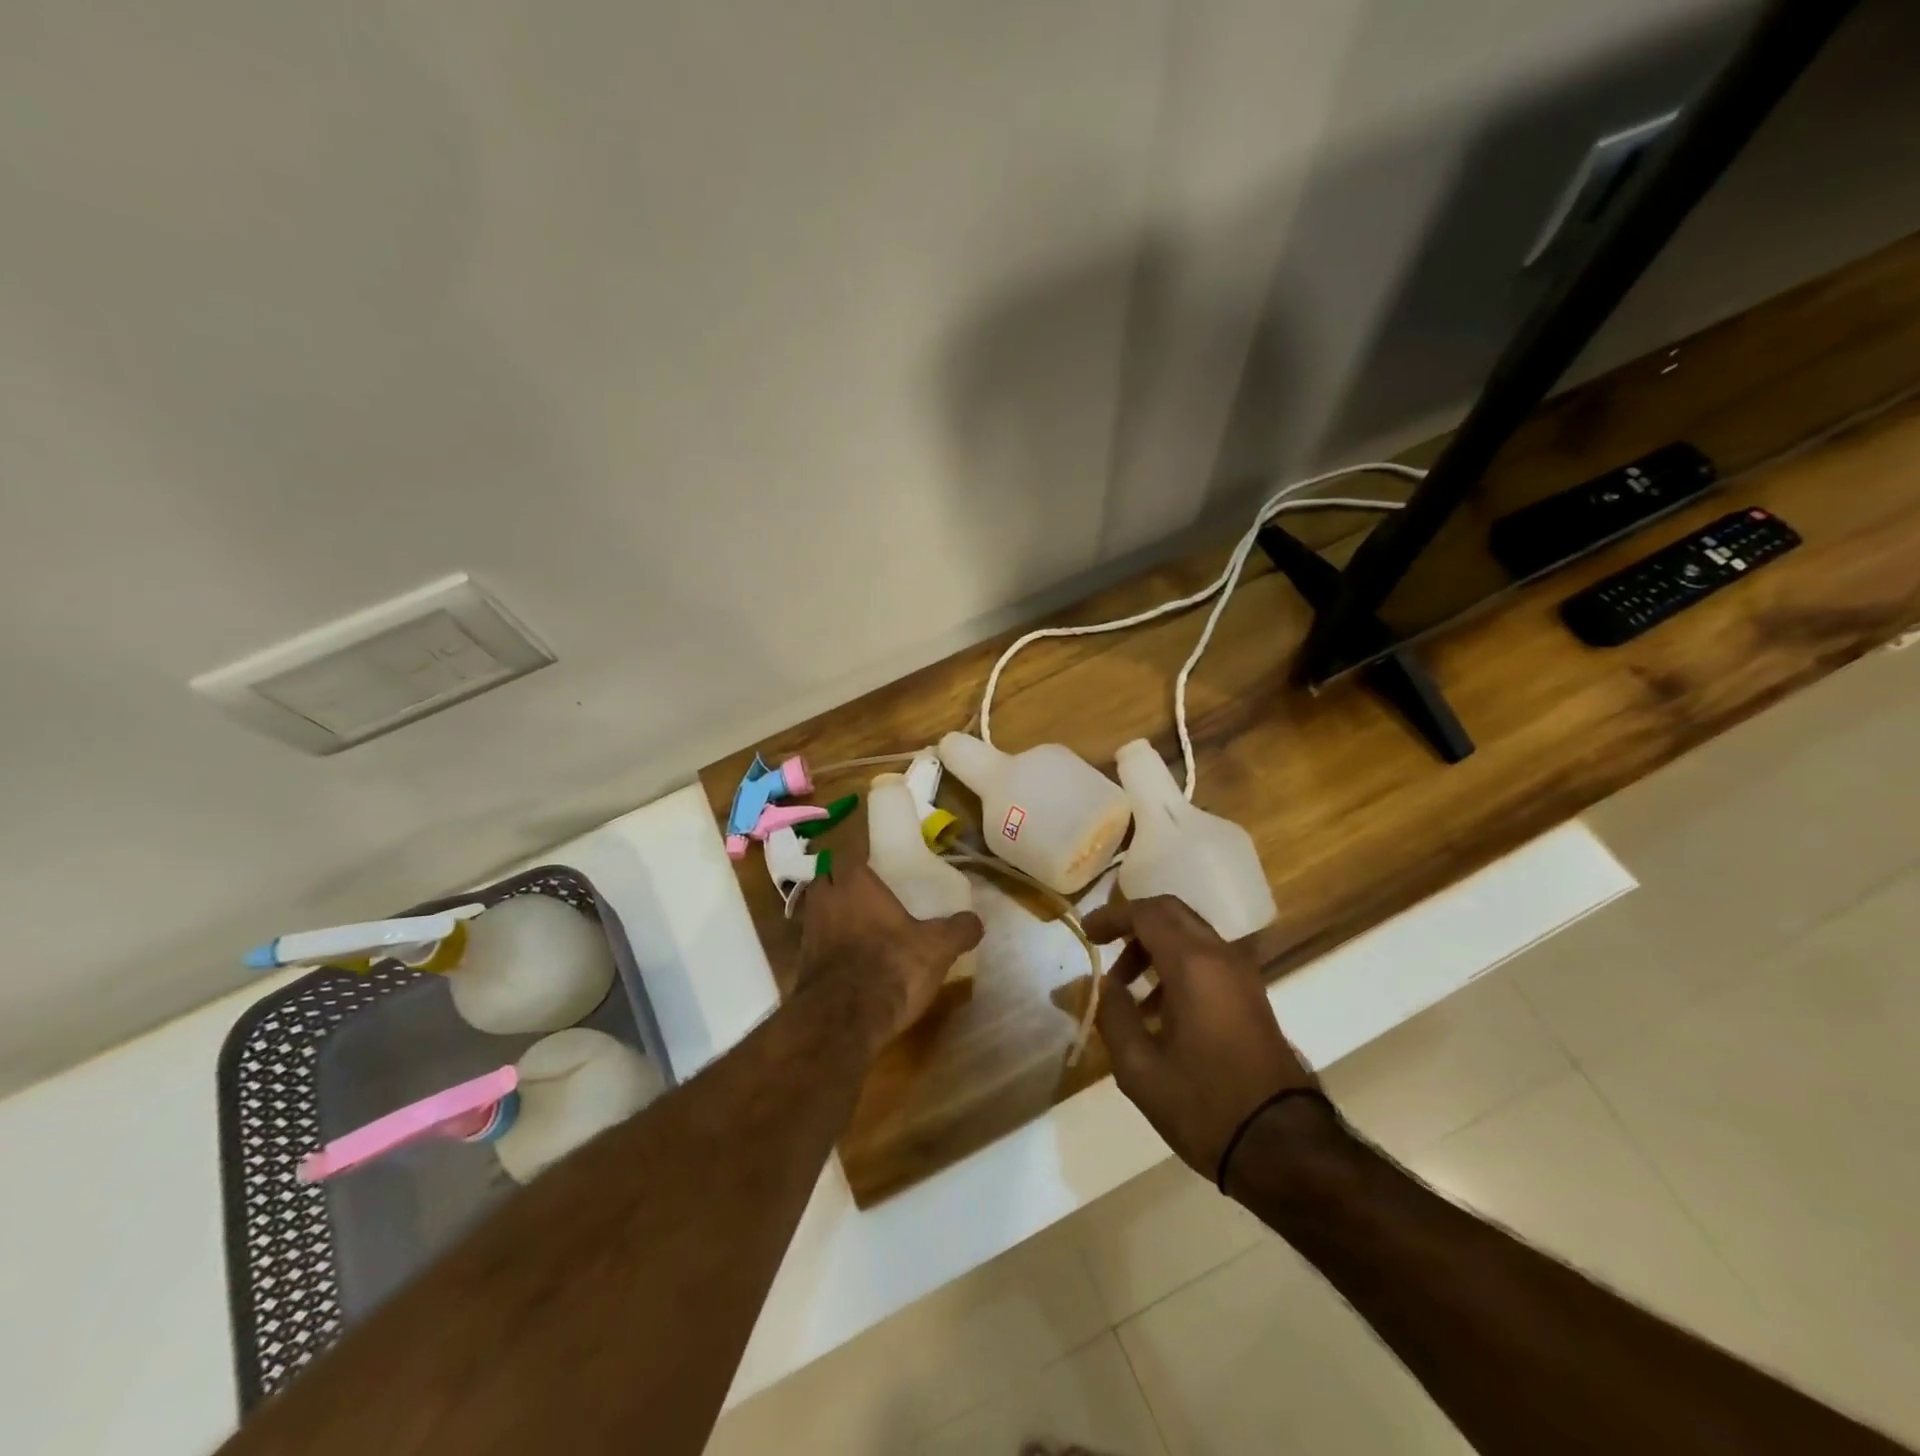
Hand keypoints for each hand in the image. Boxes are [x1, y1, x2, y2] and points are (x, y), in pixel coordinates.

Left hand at [797, 858, 982, 1047]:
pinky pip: (814, 942)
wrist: (843, 1020)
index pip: (845, 852)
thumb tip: (976, 921)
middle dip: (840, 881)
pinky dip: (828, 945)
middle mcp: (825, 899)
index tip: (874, 864)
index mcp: (854, 882)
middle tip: (866, 892)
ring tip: (858, 924)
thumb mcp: (937, 948)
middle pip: (825, 878)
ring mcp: (808, 931)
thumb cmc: (891, 966)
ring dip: (833, 913)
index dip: (857, 856)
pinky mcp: (801, 963)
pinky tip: (849, 958)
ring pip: (817, 909)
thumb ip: (958, 930)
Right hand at [1087, 896, 1314, 1178]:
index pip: (1146, 914)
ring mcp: (1242, 975)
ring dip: (1154, 946)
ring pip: (1191, 934)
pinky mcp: (1251, 996)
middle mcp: (1221, 956)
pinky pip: (1207, 959)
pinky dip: (1176, 964)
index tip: (1086, 932)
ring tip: (1126, 989)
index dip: (1111, 916)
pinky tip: (1158, 1009)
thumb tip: (1105, 985)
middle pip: (1172, 913)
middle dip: (1133, 922)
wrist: (1282, 1147)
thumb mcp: (1139, 1068)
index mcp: (1193, 964)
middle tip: (1104, 946)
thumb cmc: (1204, 1106)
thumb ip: (1113, 1015)